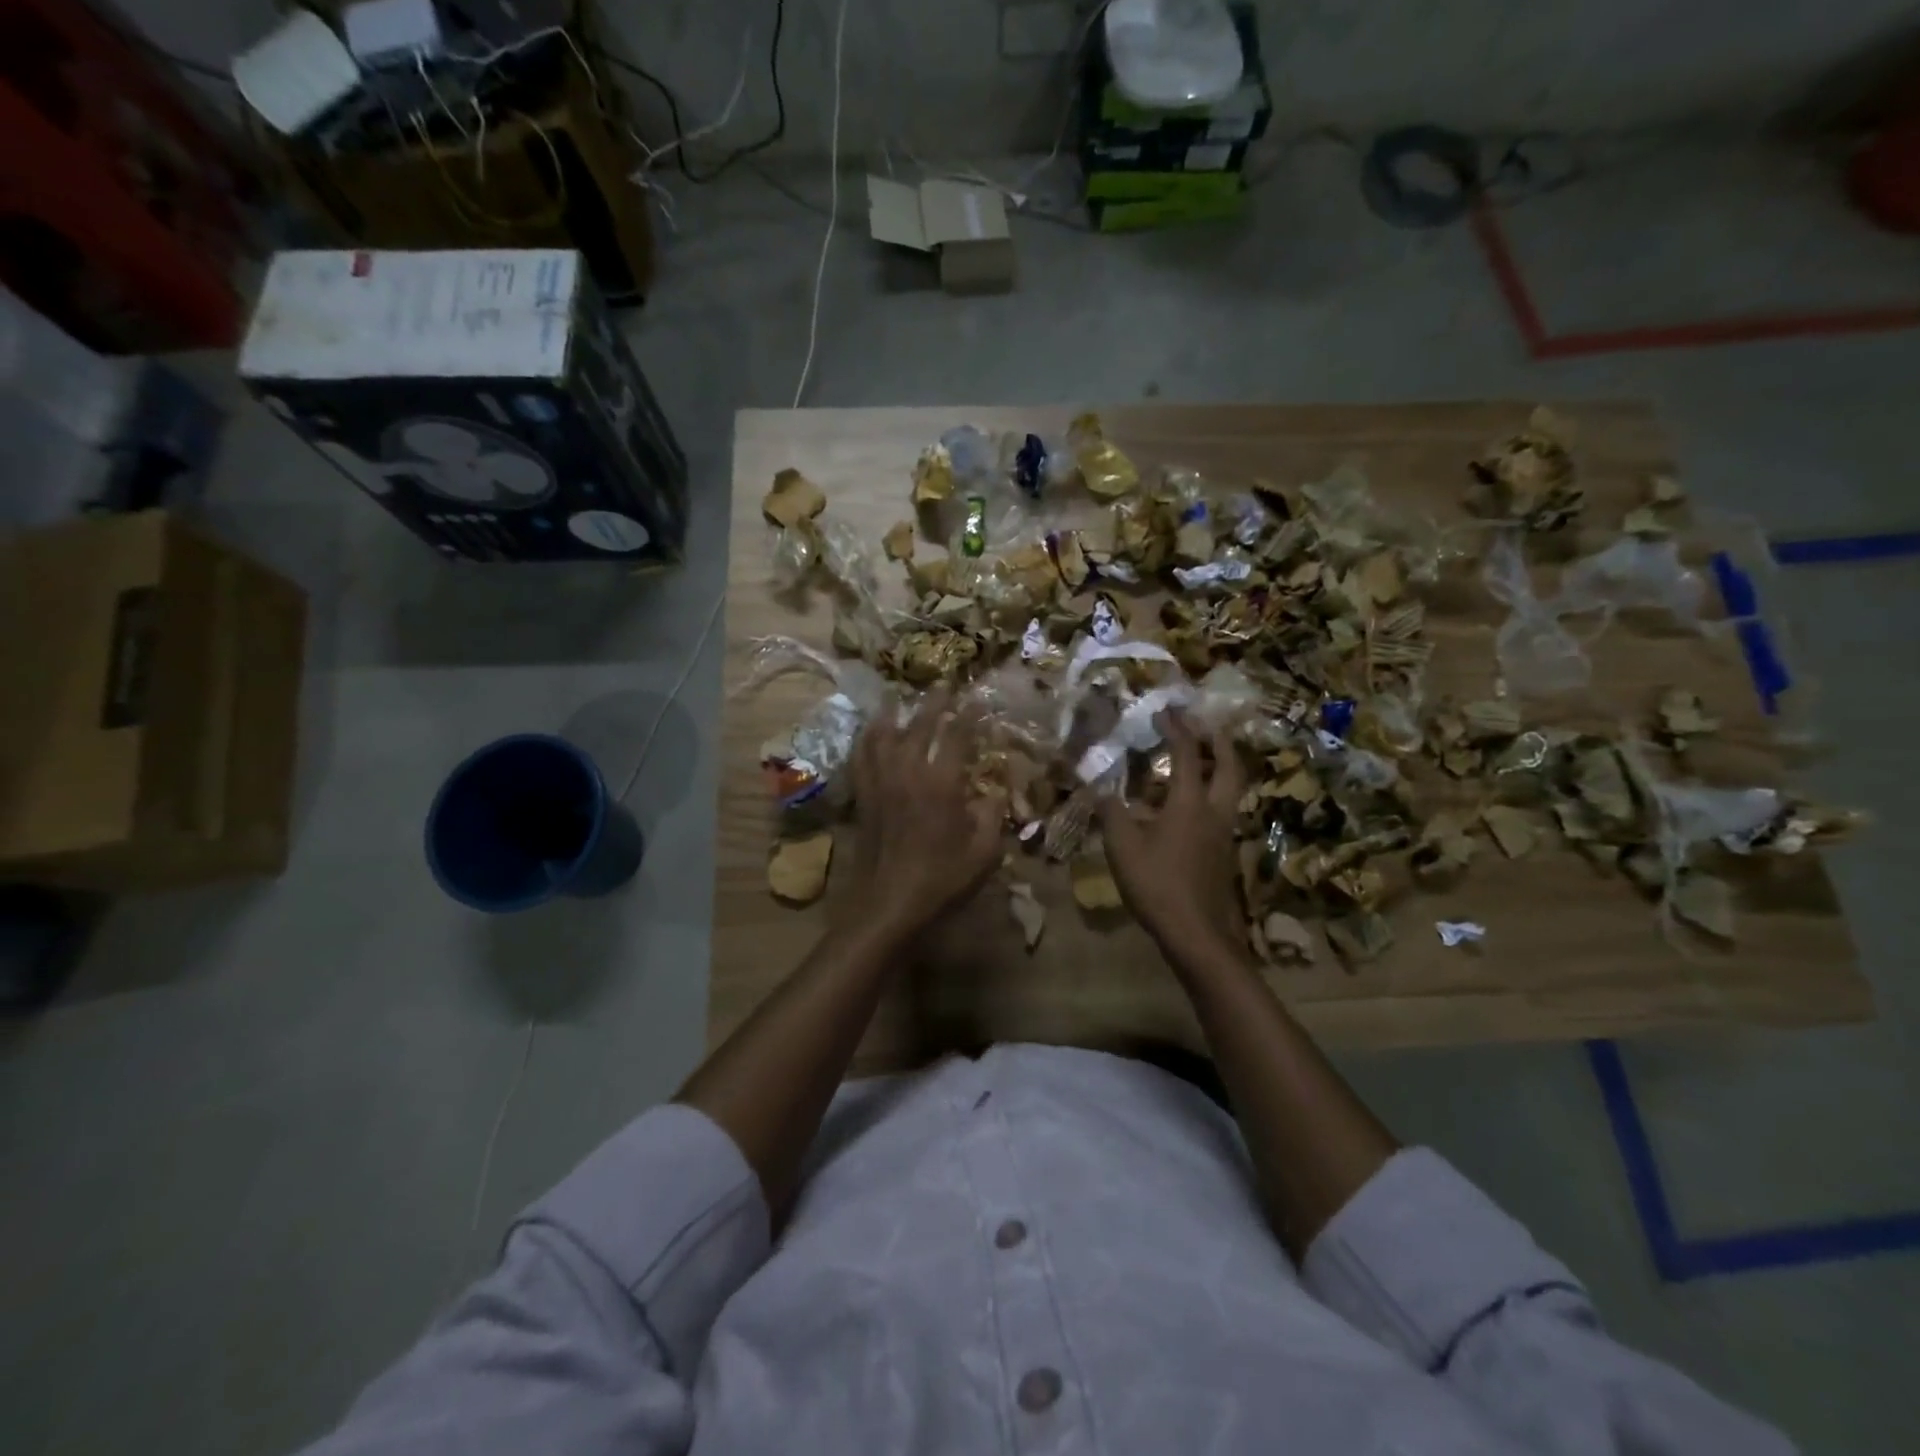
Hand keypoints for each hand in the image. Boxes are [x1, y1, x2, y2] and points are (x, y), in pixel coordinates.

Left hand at [841, 689, 1002, 943]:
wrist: (888, 905)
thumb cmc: (942, 881)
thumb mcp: (984, 852)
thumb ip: (993, 815)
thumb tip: (995, 790)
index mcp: (942, 783)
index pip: (957, 736)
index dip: (969, 715)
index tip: (978, 700)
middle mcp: (908, 772)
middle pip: (918, 725)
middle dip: (933, 703)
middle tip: (943, 686)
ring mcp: (880, 782)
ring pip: (882, 735)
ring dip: (892, 712)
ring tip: (898, 697)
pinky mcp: (863, 796)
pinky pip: (860, 757)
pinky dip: (866, 739)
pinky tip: (869, 734)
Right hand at [1099, 709, 1247, 959]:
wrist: (1197, 934)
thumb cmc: (1157, 884)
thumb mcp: (1122, 847)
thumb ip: (1110, 813)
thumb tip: (1099, 788)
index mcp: (1189, 803)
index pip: (1187, 754)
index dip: (1176, 729)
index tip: (1165, 711)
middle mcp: (1214, 811)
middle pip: (1228, 765)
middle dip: (1217, 740)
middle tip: (1204, 725)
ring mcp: (1224, 833)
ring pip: (1231, 788)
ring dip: (1220, 766)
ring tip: (1201, 759)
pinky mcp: (1224, 853)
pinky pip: (1223, 809)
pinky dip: (1213, 793)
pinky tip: (1191, 806)